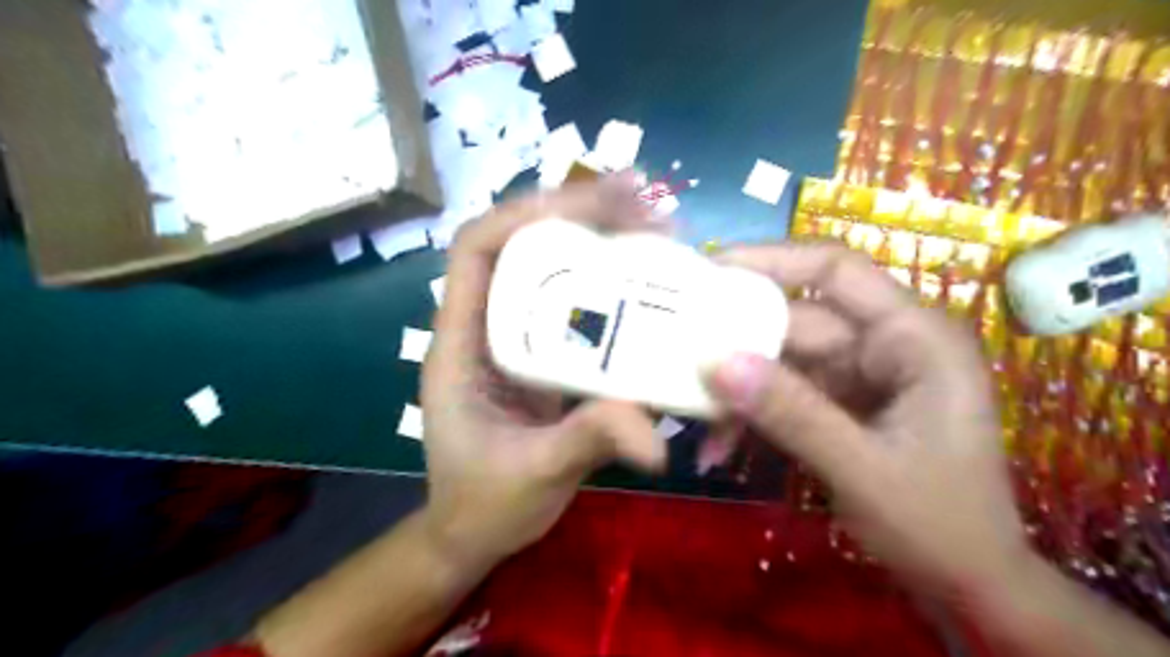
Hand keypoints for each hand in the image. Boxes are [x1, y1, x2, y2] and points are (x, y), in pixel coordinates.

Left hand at [420, 177, 667, 564]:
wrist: (474, 532)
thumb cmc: (483, 503)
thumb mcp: (534, 473)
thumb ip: (590, 442)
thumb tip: (656, 435)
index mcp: (461, 344)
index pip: (476, 249)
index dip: (525, 215)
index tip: (590, 206)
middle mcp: (487, 327)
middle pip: (522, 244)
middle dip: (578, 212)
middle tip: (644, 199)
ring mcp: (518, 340)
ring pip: (553, 269)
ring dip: (600, 240)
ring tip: (656, 225)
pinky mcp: (547, 358)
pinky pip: (578, 307)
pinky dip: (614, 286)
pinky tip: (651, 282)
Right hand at [704, 244, 1026, 592]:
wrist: (967, 585)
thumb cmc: (940, 525)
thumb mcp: (862, 469)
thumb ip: (792, 413)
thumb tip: (717, 362)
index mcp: (913, 337)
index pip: (836, 270)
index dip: (772, 259)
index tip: (709, 268)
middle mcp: (884, 344)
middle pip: (796, 320)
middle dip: (738, 341)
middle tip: (678, 351)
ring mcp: (859, 375)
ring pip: (782, 360)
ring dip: (739, 389)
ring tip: (694, 417)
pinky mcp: (839, 404)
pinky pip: (784, 394)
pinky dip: (752, 415)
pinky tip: (719, 447)